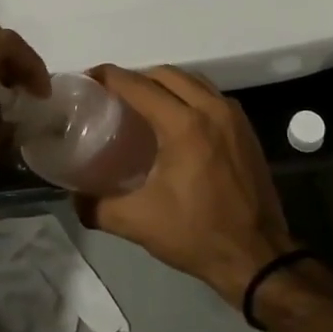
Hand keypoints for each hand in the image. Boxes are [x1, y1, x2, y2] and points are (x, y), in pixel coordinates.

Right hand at [76, 65, 296, 307]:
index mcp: (184, 124)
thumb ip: (97, 207)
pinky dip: (188, 95)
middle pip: (165, 74)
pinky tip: (175, 119)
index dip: (109, 77)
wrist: (258, 257)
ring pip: (192, 80)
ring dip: (164, 84)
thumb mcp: (139, 223)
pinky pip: (210, 95)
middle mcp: (211, 109)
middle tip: (113, 95)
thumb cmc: (197, 235)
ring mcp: (233, 116)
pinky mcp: (245, 129)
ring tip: (142, 103)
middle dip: (136, 78)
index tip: (88, 79)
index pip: (138, 85)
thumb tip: (74, 197)